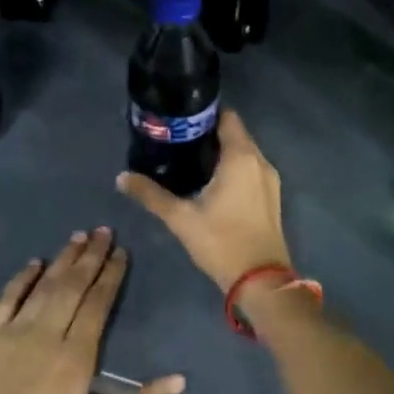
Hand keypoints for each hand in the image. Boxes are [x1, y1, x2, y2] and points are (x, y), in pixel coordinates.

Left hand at [0, 228, 184, 393]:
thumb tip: (179, 378)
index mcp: (75, 359)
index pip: (97, 305)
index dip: (110, 276)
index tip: (121, 252)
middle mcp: (45, 336)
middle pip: (72, 286)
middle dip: (90, 257)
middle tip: (104, 231)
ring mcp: (12, 334)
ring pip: (43, 286)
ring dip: (62, 259)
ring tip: (79, 236)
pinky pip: (6, 299)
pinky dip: (21, 278)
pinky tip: (34, 263)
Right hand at [116, 110, 290, 292]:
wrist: (261, 280)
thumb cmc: (221, 241)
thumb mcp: (181, 218)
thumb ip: (151, 194)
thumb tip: (121, 177)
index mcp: (241, 157)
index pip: (227, 118)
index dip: (204, 114)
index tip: (181, 118)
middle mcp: (260, 161)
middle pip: (235, 134)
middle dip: (209, 134)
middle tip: (178, 140)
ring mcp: (270, 180)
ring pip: (244, 154)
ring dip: (221, 153)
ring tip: (190, 160)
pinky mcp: (271, 197)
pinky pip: (251, 170)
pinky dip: (233, 169)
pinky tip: (211, 183)